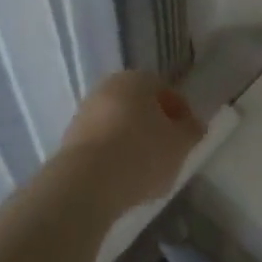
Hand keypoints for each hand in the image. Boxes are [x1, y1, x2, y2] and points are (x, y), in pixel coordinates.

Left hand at [59, 71, 204, 210]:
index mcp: (137, 78)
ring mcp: (85, 114)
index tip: (188, 137)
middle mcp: (108, 88)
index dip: (181, 114)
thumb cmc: (142, 152)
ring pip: (120, 126)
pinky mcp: (70, 141)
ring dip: (134, 143)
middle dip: (155, 127)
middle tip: (169, 153)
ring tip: (147, 172)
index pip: (166, 90)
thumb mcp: (181, 143)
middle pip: (140, 107)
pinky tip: (124, 179)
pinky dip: (115, 157)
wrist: (86, 183)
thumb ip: (191, 131)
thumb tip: (192, 126)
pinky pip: (103, 145)